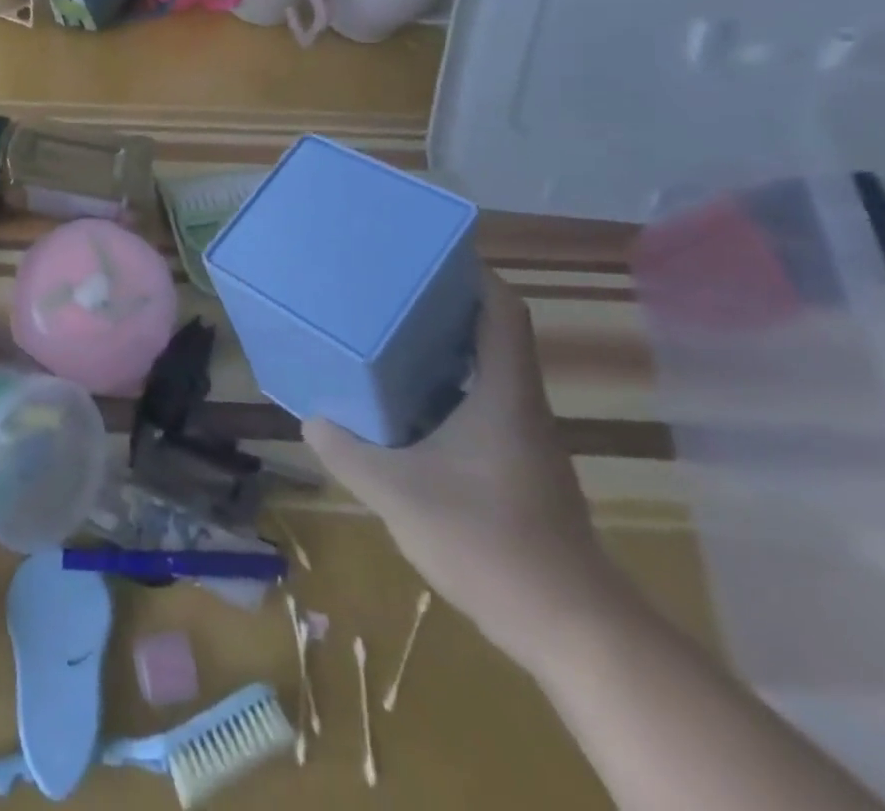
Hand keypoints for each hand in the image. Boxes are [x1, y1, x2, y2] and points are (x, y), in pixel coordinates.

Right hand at [304, 272, 627, 670]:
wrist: (573, 630)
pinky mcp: (520, 471)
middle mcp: (520, 405)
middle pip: (490, 334)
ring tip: (388, 342)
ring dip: (443, 353)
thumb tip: (312, 420)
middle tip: (387, 294)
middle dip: (443, 309)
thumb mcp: (399, 494)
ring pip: (484, 374)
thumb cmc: (489, 541)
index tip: (428, 255)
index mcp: (503, 392)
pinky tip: (408, 413)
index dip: (474, 274)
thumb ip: (349, 453)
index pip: (502, 311)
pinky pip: (481, 409)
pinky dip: (446, 395)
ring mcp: (524, 441)